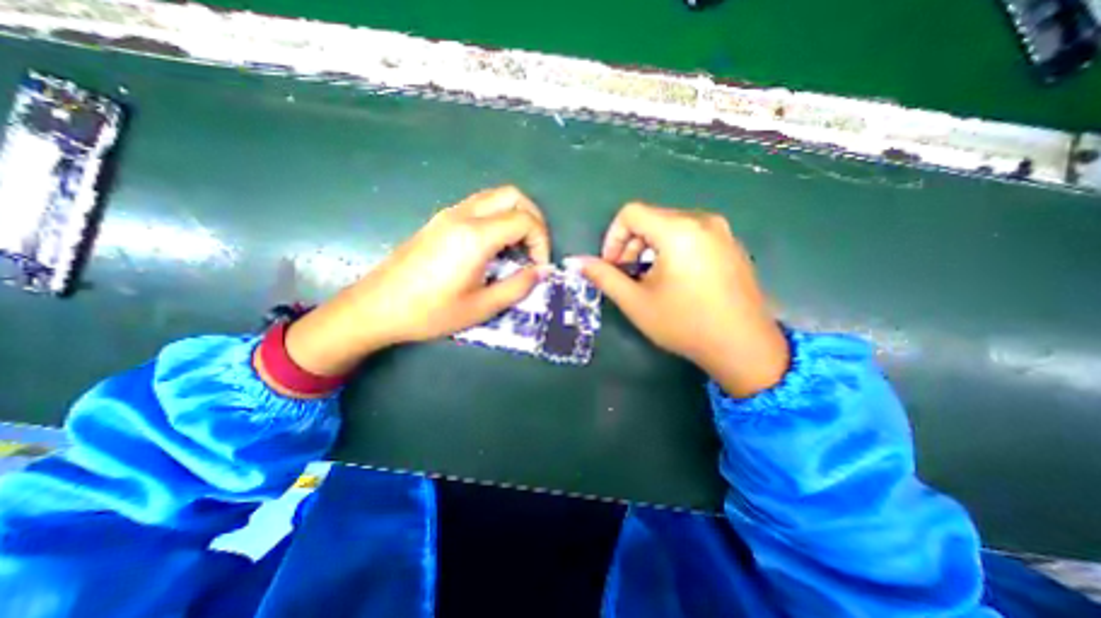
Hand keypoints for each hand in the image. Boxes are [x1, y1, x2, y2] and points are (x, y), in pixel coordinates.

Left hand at [283, 182, 550, 376]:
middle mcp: (463, 215)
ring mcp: (449, 214)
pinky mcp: (440, 220)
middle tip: (535, 249)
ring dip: (515, 216)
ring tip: (518, 248)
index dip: (541, 241)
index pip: (525, 220)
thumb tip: (542, 271)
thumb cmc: (430, 312)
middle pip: (513, 195)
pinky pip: (479, 205)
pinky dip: (498, 217)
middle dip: (534, 219)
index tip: (539, 266)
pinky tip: (495, 246)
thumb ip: (517, 286)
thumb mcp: (481, 307)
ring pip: (495, 196)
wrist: (376, 307)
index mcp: (475, 237)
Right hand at [578, 201, 791, 397]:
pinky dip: (672, 249)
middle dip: (631, 244)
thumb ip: (604, 277)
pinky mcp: (731, 244)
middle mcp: (702, 221)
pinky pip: (691, 234)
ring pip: (670, 226)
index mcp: (678, 230)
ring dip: (650, 248)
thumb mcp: (637, 302)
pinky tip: (674, 279)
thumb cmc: (685, 324)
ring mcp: (721, 231)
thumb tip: (577, 262)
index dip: (613, 237)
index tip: (611, 265)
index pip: (631, 213)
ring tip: (649, 279)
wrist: (744, 347)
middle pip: (651, 218)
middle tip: (627, 275)